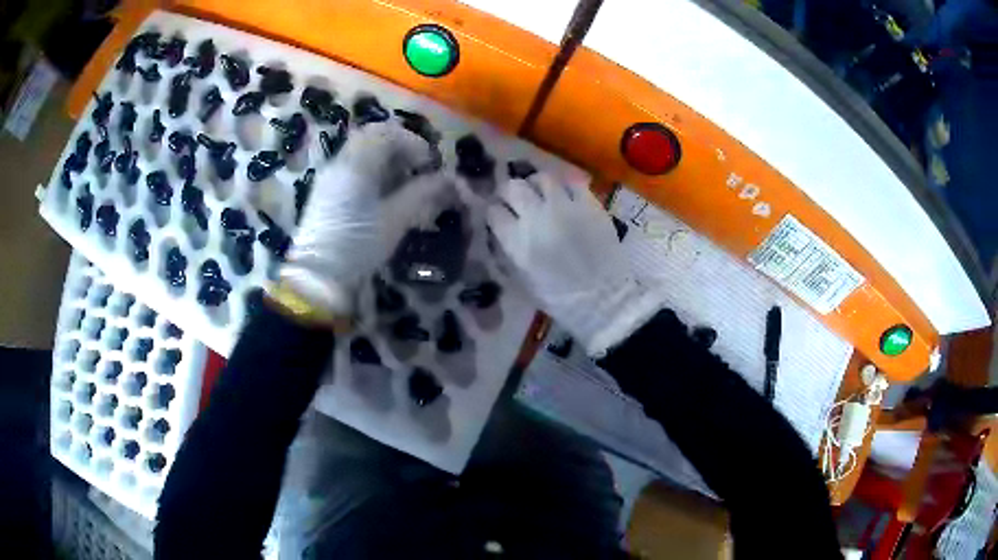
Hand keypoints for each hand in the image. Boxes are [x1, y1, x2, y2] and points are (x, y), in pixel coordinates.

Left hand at [279, 123, 447, 314]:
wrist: (318, 277)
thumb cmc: (358, 246)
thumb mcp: (395, 219)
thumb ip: (422, 192)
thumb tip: (448, 178)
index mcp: (356, 165)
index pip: (386, 133)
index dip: (412, 142)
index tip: (429, 164)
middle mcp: (340, 163)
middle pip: (371, 137)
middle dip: (399, 147)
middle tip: (417, 168)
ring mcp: (330, 177)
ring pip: (361, 151)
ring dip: (386, 158)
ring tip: (404, 182)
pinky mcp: (326, 193)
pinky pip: (352, 168)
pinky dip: (372, 171)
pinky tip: (383, 194)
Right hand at [487, 174, 664, 353]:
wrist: (604, 299)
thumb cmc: (561, 298)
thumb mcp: (524, 280)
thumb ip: (512, 251)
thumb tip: (506, 231)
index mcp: (517, 242)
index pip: (494, 212)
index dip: (494, 212)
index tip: (499, 215)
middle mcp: (536, 218)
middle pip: (513, 188)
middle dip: (510, 191)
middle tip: (516, 198)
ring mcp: (564, 207)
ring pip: (542, 178)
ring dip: (537, 184)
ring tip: (541, 193)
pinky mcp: (589, 204)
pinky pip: (572, 182)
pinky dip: (565, 186)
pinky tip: (566, 196)